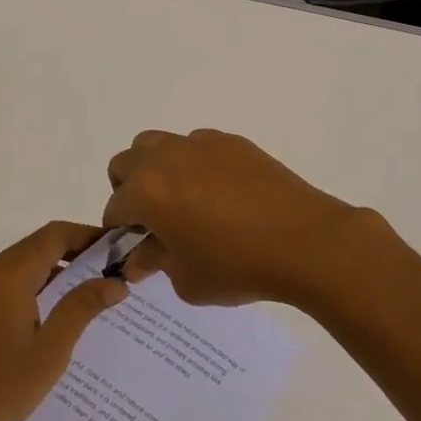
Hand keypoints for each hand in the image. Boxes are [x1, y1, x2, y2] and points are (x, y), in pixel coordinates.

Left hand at [0, 221, 127, 420]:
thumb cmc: (2, 385)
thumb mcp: (51, 349)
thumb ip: (81, 308)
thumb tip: (115, 283)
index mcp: (11, 274)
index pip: (55, 235)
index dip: (88, 235)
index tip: (117, 247)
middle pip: (40, 244)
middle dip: (76, 250)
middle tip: (111, 268)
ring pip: (26, 262)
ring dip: (58, 268)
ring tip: (92, 288)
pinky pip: (13, 281)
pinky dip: (39, 283)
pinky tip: (58, 311)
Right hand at [104, 129, 386, 306]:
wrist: (306, 241)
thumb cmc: (238, 266)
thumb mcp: (187, 279)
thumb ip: (155, 262)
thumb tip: (140, 257)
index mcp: (146, 191)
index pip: (114, 208)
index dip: (119, 232)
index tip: (135, 249)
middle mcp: (164, 157)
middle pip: (125, 164)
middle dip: (129, 191)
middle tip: (154, 221)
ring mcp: (198, 143)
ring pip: (157, 145)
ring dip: (156, 169)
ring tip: (182, 200)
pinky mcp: (229, 141)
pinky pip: (196, 146)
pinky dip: (194, 164)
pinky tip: (220, 193)